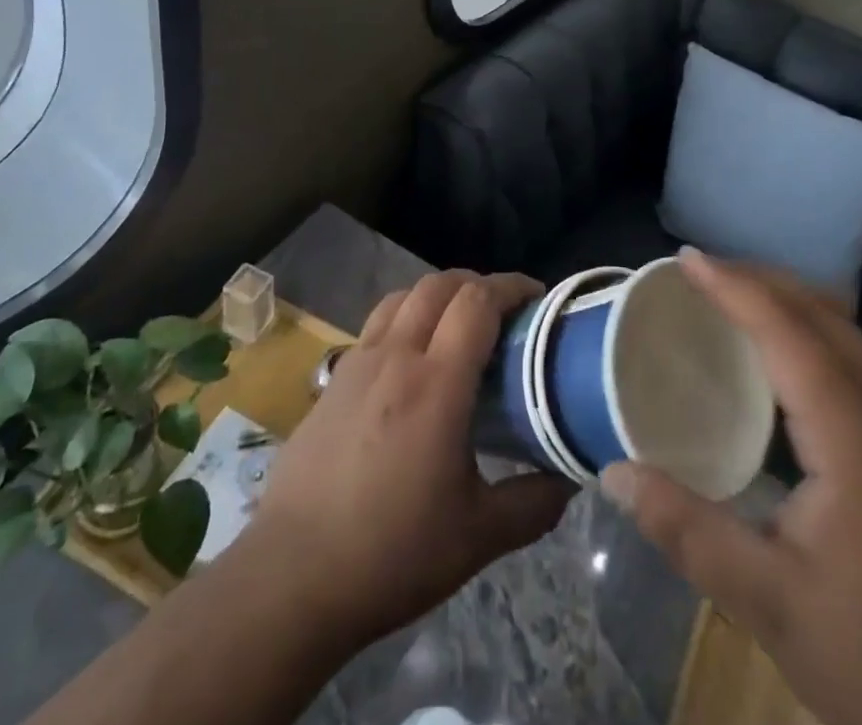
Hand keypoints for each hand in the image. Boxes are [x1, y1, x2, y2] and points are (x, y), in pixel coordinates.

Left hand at [247, 270, 573, 647]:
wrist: (293, 577)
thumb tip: (569, 480)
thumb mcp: (478, 537)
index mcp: (436, 383)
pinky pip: (376, 324)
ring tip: (458, 324)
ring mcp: (358, 363)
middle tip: (504, 312)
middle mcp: (396, 356)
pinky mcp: (333, 380)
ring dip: (438, 294)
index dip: (511, 287)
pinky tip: (412, 359)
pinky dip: (405, 317)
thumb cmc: (392, 553)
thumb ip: (533, 504)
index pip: (478, 302)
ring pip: (403, 296)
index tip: (537, 297)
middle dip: (477, 284)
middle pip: (439, 285)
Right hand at [601, 251, 861, 724]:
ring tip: (737, 305)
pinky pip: (858, 370)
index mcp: (854, 440)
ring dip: (792, 305)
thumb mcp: (770, 605)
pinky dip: (813, 340)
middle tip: (703, 274)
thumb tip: (615, 473)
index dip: (736, 288)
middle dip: (764, 280)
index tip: (685, 260)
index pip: (790, 333)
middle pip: (828, 318)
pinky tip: (786, 374)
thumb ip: (688, 532)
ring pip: (850, 341)